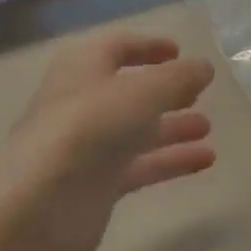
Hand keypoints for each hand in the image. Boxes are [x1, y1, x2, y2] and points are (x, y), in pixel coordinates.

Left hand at [0, 32, 216, 250]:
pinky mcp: (95, 183)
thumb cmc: (91, 127)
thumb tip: (204, 67)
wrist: (42, 204)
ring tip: (208, 127)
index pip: (116, 46)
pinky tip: (205, 160)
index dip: (147, 46)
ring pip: (134, 130)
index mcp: (82, 66)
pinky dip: (169, 160)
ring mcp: (87, 145)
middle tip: (198, 93)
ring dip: (171, 126)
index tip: (178, 51)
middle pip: (127, 90)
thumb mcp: (144, 92)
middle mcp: (81, 101)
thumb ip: (178, 78)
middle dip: (163, 90)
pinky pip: (138, 165)